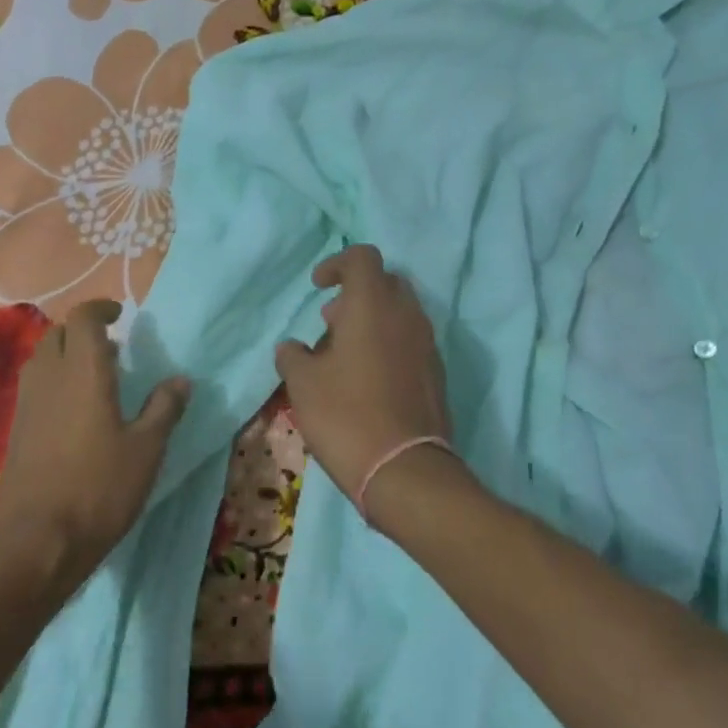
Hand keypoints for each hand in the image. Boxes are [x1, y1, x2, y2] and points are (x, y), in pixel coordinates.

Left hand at [0, 300, 189, 593]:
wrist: (37, 540)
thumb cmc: (99, 488)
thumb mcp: (146, 450)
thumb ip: (164, 409)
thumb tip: (180, 380)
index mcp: (84, 371)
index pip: (84, 319)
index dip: (100, 309)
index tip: (120, 314)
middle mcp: (50, 377)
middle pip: (58, 334)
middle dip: (83, 331)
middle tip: (112, 349)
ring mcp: (27, 404)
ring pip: (43, 360)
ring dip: (67, 356)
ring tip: (97, 379)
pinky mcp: (17, 429)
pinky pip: (36, 387)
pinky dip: (55, 382)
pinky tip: (76, 413)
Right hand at [275, 245, 451, 505]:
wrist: (404, 470)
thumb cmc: (346, 415)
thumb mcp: (303, 384)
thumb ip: (292, 356)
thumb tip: (291, 347)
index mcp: (373, 305)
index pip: (362, 257)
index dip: (337, 264)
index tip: (317, 286)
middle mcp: (407, 316)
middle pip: (385, 283)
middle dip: (356, 293)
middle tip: (330, 321)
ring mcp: (427, 345)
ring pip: (400, 314)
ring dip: (372, 321)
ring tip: (342, 355)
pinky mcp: (436, 374)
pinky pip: (410, 342)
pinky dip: (388, 345)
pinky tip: (366, 379)